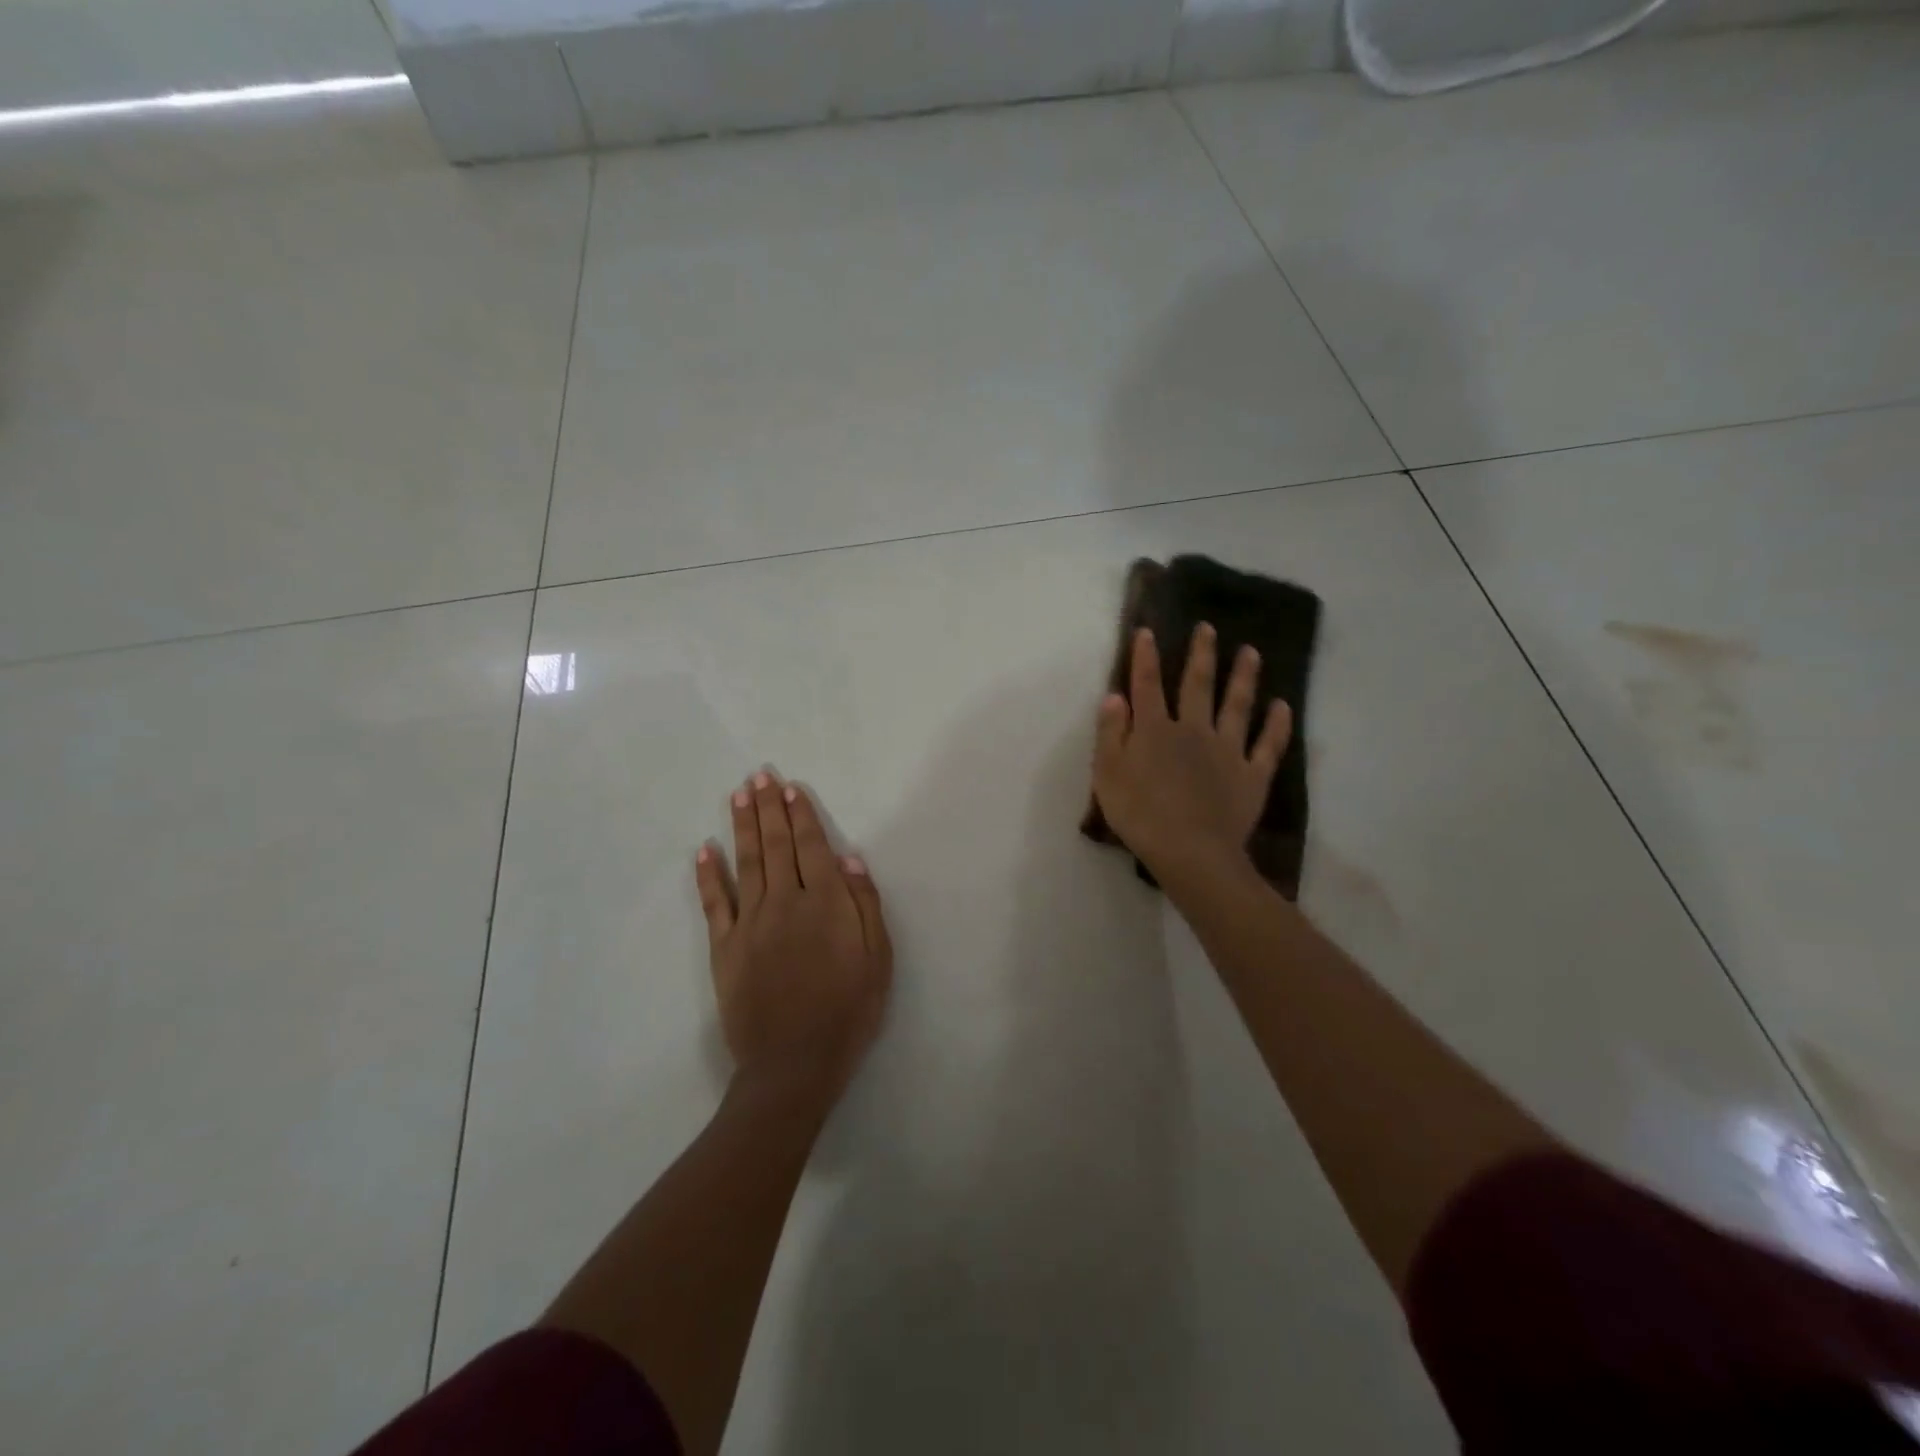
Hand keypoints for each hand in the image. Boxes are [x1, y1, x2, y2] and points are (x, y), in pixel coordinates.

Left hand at [695, 772, 892, 1100]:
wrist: (795, 1064)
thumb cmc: (848, 1011)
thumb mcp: (878, 959)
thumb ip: (865, 905)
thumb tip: (850, 858)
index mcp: (825, 902)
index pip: (812, 846)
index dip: (801, 815)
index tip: (791, 787)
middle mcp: (785, 901)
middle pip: (776, 845)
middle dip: (769, 808)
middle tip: (759, 776)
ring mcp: (750, 923)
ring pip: (746, 862)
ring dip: (742, 825)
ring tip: (738, 795)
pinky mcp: (725, 947)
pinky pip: (715, 903)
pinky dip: (708, 874)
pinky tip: (704, 850)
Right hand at [1091, 624, 1291, 886]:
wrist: (1190, 851)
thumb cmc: (1140, 815)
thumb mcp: (1108, 774)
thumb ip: (1110, 733)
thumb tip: (1114, 695)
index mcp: (1155, 730)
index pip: (1147, 685)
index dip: (1145, 657)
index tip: (1147, 631)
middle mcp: (1193, 730)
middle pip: (1198, 685)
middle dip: (1201, 655)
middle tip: (1208, 628)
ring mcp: (1227, 750)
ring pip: (1237, 705)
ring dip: (1244, 677)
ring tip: (1251, 652)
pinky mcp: (1252, 774)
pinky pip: (1267, 745)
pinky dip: (1276, 725)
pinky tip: (1282, 707)